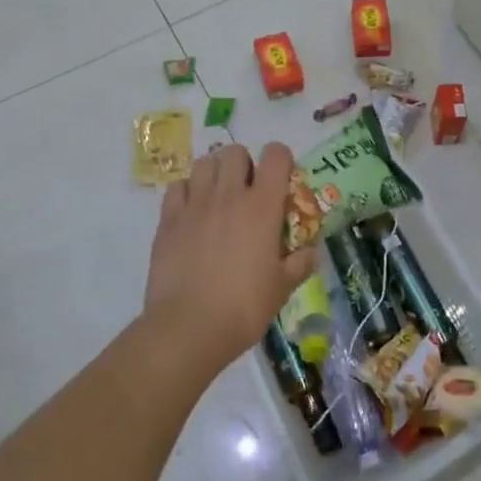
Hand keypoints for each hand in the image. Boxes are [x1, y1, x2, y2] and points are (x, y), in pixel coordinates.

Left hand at [143, 143, 319, 377]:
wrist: (188, 328)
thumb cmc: (243, 308)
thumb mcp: (282, 289)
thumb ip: (300, 264)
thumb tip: (312, 252)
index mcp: (262, 206)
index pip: (276, 155)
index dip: (281, 160)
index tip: (282, 180)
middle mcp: (229, 195)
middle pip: (236, 152)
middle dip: (244, 164)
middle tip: (247, 191)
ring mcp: (195, 204)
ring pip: (205, 163)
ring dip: (215, 172)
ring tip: (219, 197)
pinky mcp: (168, 219)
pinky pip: (178, 186)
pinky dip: (187, 191)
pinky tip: (192, 212)